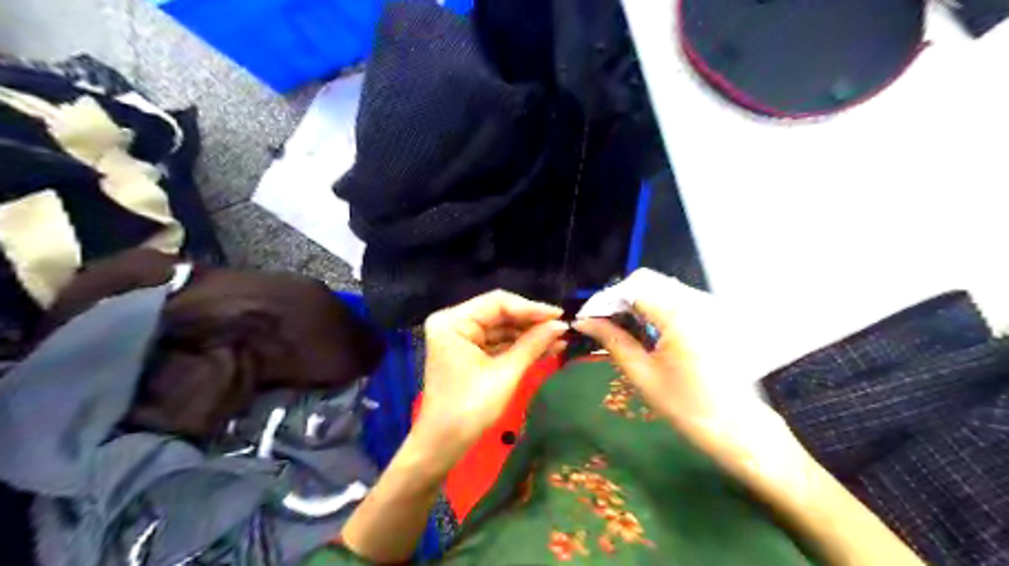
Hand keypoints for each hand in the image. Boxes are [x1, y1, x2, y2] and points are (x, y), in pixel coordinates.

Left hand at [410, 291, 566, 470]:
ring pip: (501, 328)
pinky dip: (518, 346)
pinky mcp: (468, 351)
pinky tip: (545, 348)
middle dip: (531, 323)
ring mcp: (460, 337)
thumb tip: (561, 325)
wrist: (443, 445)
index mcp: (453, 321)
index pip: (497, 303)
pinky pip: (497, 342)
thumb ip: (532, 344)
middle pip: (500, 314)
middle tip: (563, 328)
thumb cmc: (469, 409)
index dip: (531, 308)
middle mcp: (453, 322)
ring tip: (560, 339)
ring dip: (529, 335)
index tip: (560, 315)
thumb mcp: (505, 374)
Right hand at [574, 270, 808, 494]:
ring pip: (662, 286)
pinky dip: (655, 306)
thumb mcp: (643, 375)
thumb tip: (584, 322)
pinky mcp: (713, 313)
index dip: (606, 300)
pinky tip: (647, 329)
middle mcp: (697, 302)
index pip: (633, 289)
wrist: (738, 427)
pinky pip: (677, 297)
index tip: (588, 318)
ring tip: (622, 327)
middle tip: (603, 323)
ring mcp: (708, 305)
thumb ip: (613, 341)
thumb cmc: (688, 407)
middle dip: (620, 298)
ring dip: (637, 300)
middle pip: (647, 281)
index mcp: (679, 316)